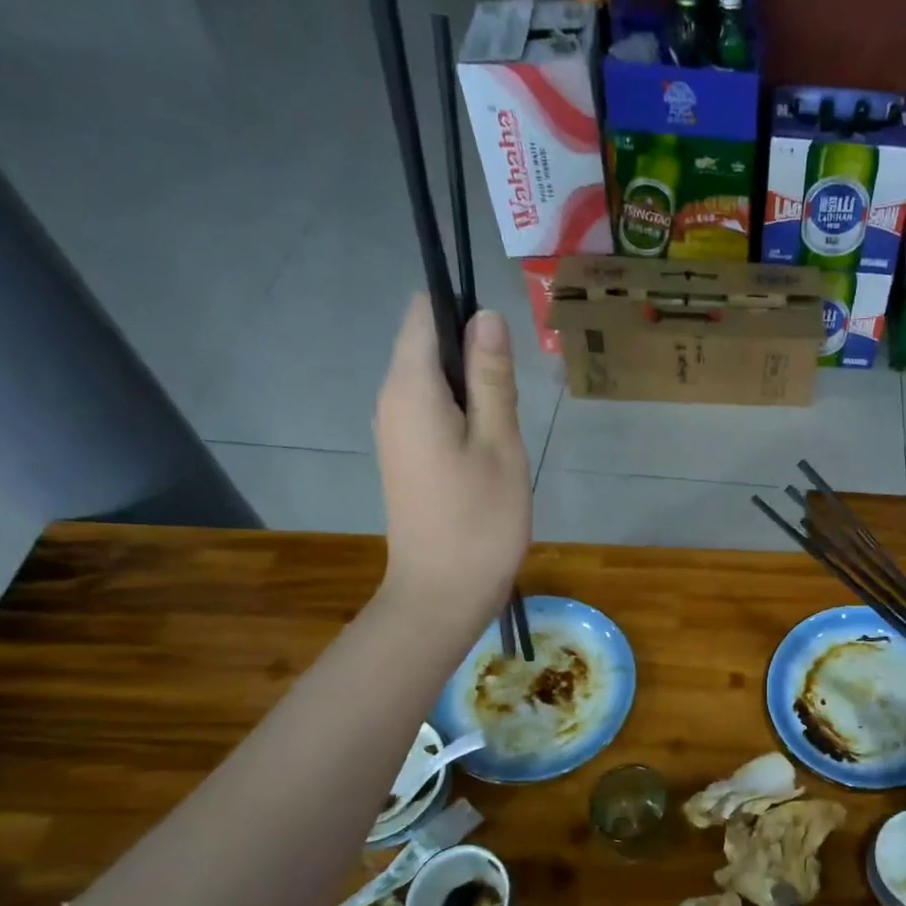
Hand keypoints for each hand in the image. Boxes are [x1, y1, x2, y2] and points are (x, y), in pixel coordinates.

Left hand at [373, 298, 530, 621]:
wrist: (442, 593)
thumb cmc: (480, 521)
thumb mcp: (500, 444)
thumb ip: (493, 377)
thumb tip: (486, 315)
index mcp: (410, 389)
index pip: (424, 313)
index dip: (464, 312)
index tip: (504, 349)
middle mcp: (391, 400)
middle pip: (428, 345)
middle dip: (475, 356)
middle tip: (514, 401)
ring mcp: (394, 430)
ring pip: (435, 380)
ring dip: (474, 389)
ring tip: (506, 431)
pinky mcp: (405, 455)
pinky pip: (432, 410)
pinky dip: (463, 414)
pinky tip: (490, 450)